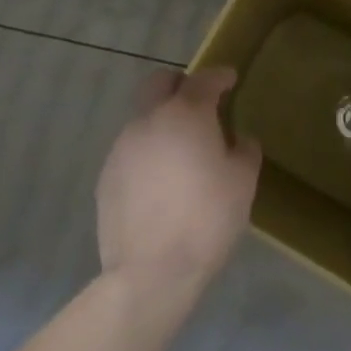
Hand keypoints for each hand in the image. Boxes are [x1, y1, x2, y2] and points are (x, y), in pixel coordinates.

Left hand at [96, 67, 260, 293]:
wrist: (150, 274)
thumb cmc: (206, 219)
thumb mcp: (243, 182)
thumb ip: (244, 150)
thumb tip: (238, 141)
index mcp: (186, 114)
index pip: (204, 79)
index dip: (220, 76)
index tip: (230, 80)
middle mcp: (149, 120)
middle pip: (159, 83)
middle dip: (180, 85)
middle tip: (198, 104)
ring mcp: (122, 148)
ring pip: (143, 117)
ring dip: (162, 122)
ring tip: (180, 151)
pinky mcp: (106, 177)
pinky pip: (131, 150)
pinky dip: (147, 153)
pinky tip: (160, 182)